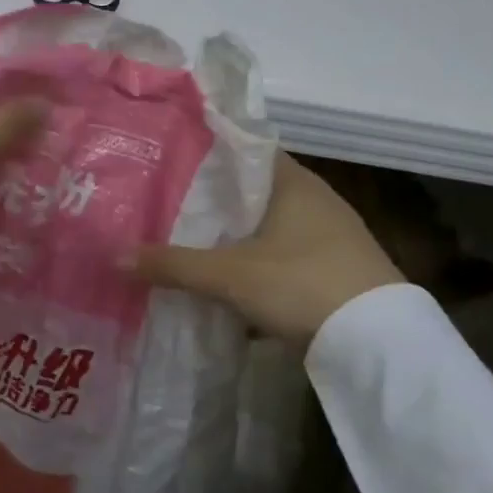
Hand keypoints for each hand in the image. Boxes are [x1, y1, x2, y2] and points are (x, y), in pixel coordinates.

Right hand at [128, 153, 404, 342]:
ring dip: (235, 235)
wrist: (377, 341)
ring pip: (268, 226)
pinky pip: (283, 254)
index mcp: (293, 182)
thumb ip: (173, 265)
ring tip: (189, 241)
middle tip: (167, 205)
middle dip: (214, 201)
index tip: (169, 163)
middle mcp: (315, 199)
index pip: (244, 151)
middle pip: (253, 191)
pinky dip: (256, 261)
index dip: (208, 155)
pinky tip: (229, 278)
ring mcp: (330, 235)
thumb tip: (116, 256)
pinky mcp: (334, 268)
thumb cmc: (301, 284)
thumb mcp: (230, 275)